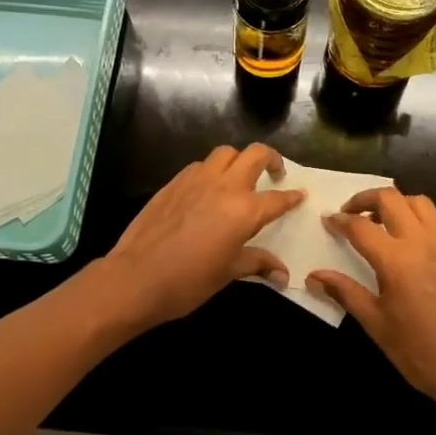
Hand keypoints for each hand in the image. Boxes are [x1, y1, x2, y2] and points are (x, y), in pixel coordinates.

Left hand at [100, 144, 304, 331]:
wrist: (135, 277)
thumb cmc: (187, 282)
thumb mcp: (228, 273)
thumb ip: (256, 263)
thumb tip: (282, 274)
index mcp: (243, 210)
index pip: (277, 198)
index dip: (291, 197)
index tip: (300, 195)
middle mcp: (223, 186)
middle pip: (255, 154)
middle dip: (271, 158)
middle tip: (275, 173)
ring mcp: (196, 179)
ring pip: (225, 152)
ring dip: (239, 159)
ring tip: (240, 177)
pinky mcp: (174, 181)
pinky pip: (200, 165)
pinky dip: (212, 170)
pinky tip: (208, 189)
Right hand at [308, 188, 435, 417]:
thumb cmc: (418, 351)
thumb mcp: (375, 324)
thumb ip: (344, 292)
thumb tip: (313, 276)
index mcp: (396, 261)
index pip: (360, 226)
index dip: (340, 220)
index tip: (328, 220)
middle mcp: (422, 242)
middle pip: (390, 199)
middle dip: (365, 199)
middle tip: (351, 212)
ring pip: (418, 202)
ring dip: (396, 203)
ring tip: (382, 221)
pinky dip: (422, 218)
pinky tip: (414, 238)